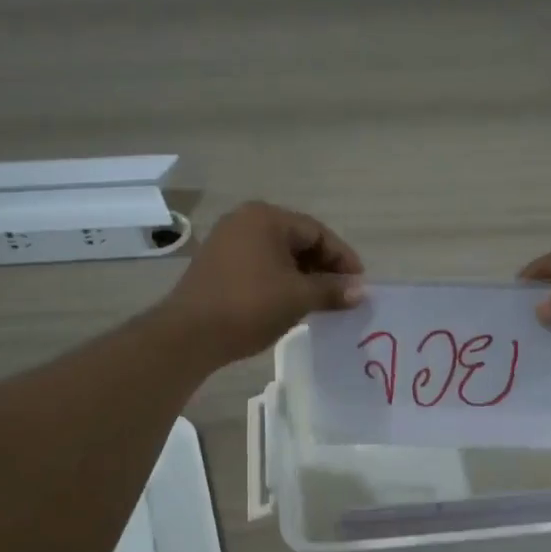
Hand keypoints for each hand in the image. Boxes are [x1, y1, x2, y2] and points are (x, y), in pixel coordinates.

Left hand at [160, 202, 363, 365]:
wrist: (189, 334)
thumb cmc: (250, 306)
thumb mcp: (298, 297)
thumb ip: (332, 290)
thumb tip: (361, 291)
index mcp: (266, 217)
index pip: (317, 232)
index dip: (342, 258)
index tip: (359, 284)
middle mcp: (245, 220)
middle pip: (297, 240)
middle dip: (323, 267)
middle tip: (342, 294)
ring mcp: (227, 241)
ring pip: (278, 255)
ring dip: (302, 276)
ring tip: (320, 302)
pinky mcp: (216, 264)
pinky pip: (259, 265)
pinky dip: (279, 281)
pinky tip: (290, 303)